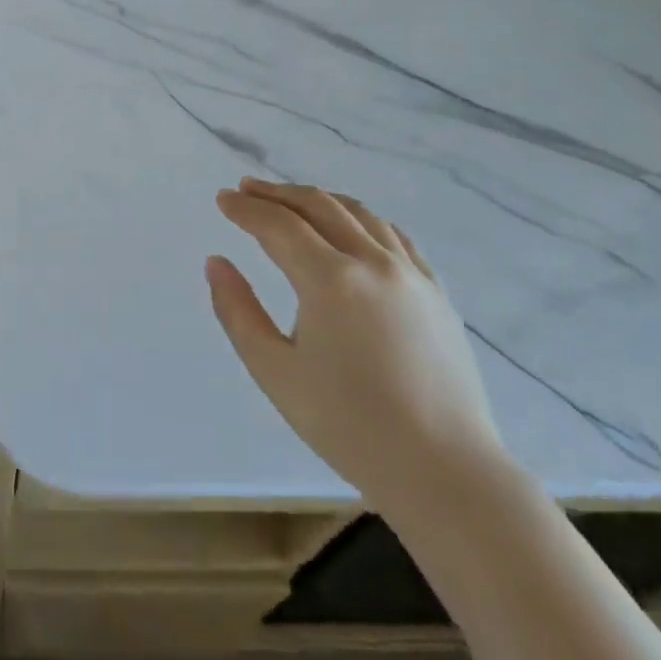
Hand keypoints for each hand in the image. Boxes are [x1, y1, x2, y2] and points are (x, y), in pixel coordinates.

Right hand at [208, 180, 506, 515]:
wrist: (444, 470)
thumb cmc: (347, 424)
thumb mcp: (274, 371)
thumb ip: (237, 311)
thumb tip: (216, 262)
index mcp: (330, 280)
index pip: (278, 225)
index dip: (246, 209)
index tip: (222, 199)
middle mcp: (373, 263)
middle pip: (320, 207)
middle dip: (278, 193)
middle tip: (248, 189)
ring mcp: (412, 275)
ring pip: (361, 214)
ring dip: (320, 199)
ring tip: (293, 200)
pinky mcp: (436, 293)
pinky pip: (395, 237)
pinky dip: (362, 219)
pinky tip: (352, 227)